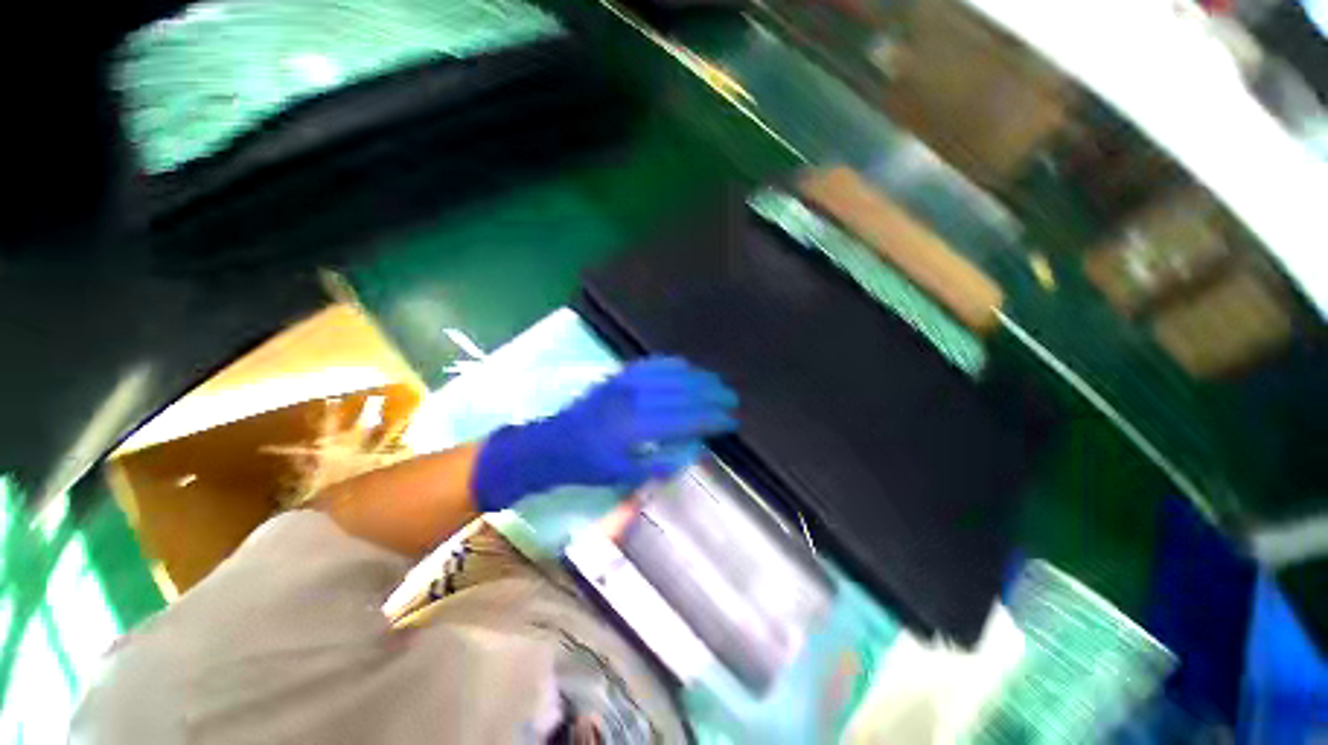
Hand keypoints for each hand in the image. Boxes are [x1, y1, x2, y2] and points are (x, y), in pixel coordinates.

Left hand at [471, 357, 737, 510]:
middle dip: (712, 395)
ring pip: (672, 374)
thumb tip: (695, 449)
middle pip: (684, 393)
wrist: (554, 442)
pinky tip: (687, 366)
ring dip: (698, 378)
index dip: (712, 419)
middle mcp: (636, 400)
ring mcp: (627, 382)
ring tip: (717, 382)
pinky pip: (652, 363)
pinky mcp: (619, 375)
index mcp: (637, 428)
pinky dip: (673, 364)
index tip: (731, 421)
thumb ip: (662, 463)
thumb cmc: (589, 464)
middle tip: (732, 399)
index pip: (686, 419)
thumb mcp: (625, 474)